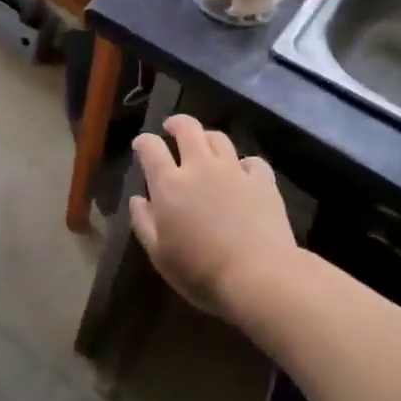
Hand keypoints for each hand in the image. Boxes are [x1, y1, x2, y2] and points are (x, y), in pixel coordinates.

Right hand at [130, 116, 297, 317]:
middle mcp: (200, 166)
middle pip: (187, 128)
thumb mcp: (159, 255)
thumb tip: (138, 199)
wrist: (258, 276)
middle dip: (176, 124)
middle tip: (172, 128)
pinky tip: (243, 173)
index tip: (141, 146)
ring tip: (205, 147)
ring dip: (207, 138)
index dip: (143, 142)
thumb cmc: (200, 271)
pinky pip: (252, 161)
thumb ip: (144, 222)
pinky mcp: (263, 181)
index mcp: (170, 184)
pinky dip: (244, 163)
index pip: (150, 147)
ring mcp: (234, 170)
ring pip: (219, 138)